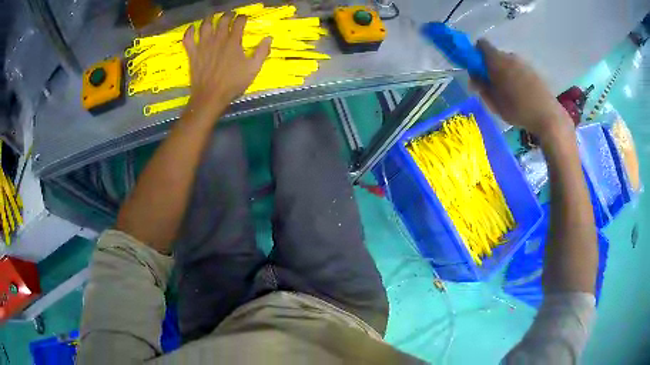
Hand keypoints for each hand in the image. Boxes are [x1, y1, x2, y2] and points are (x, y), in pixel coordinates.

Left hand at [183, 13, 270, 116]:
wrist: (210, 96)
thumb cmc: (233, 83)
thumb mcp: (253, 69)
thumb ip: (262, 52)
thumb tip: (269, 38)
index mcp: (233, 41)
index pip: (238, 22)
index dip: (242, 17)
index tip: (244, 17)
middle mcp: (218, 39)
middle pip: (222, 20)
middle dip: (227, 15)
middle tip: (230, 15)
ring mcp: (203, 45)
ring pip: (205, 25)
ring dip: (209, 18)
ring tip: (212, 16)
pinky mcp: (193, 53)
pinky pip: (188, 38)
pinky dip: (189, 31)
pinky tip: (192, 27)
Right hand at [472, 40, 572, 141]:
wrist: (548, 116)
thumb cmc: (518, 109)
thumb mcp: (494, 102)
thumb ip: (481, 86)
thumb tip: (474, 76)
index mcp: (497, 60)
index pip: (481, 45)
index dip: (476, 54)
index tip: (477, 70)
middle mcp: (510, 56)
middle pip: (495, 56)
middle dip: (491, 67)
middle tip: (492, 87)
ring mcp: (524, 63)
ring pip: (508, 64)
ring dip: (504, 74)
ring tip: (508, 94)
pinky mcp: (534, 72)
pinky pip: (519, 71)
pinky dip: (516, 78)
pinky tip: (521, 96)